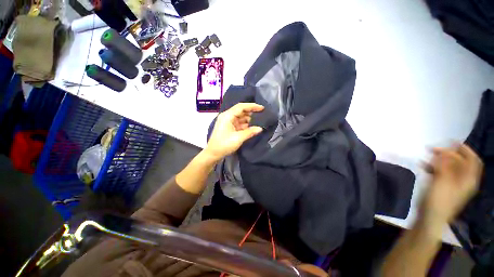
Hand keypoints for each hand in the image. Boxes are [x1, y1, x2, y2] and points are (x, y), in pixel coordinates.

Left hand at [204, 103, 263, 161]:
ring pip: (241, 117)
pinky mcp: (229, 127)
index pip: (241, 107)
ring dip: (249, 119)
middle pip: (241, 111)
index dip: (252, 106)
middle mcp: (227, 116)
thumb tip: (260, 128)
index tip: (262, 108)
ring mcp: (228, 122)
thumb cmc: (224, 144)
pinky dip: (246, 125)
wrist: (213, 153)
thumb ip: (250, 132)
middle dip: (251, 113)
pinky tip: (252, 127)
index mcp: (228, 116)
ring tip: (259, 121)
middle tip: (262, 115)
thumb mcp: (238, 138)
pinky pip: (239, 123)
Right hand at [421, 144, 482, 224]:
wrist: (430, 218)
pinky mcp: (444, 187)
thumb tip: (444, 151)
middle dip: (448, 154)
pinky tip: (424, 165)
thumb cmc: (438, 200)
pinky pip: (442, 173)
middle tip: (433, 149)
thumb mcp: (442, 181)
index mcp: (468, 179)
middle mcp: (464, 180)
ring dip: (440, 160)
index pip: (472, 160)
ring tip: (427, 156)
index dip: (464, 149)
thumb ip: (444, 165)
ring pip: (450, 167)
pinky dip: (434, 167)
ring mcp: (454, 184)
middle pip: (460, 162)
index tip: (451, 141)